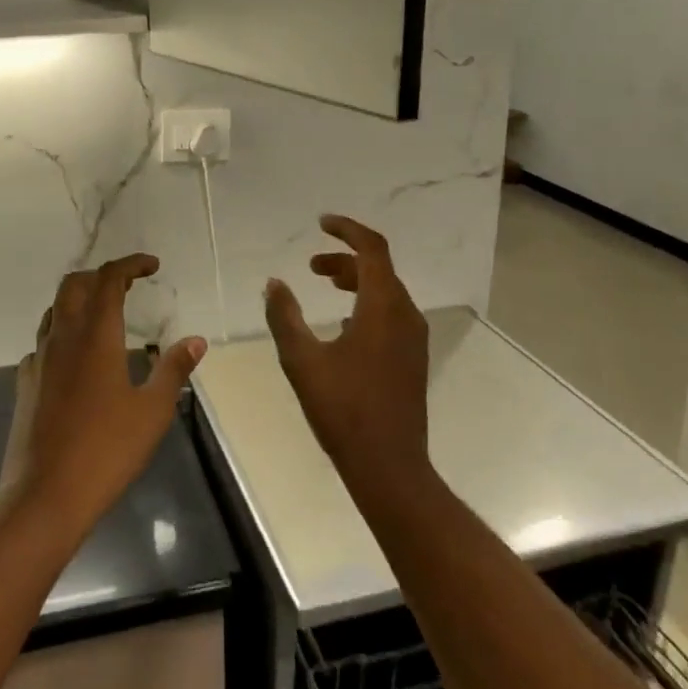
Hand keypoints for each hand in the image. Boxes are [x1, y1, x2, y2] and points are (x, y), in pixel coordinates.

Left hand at [2, 255, 206, 534]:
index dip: (130, 264)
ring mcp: (38, 359)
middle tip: (128, 284)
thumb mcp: (153, 410)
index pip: (109, 279)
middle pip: (74, 284)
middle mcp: (62, 337)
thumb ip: (173, 369)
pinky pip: (43, 342)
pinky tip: (77, 358)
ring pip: (55, 310)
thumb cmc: (107, 450)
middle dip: (101, 275)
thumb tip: (195, 340)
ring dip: (79, 300)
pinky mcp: (25, 383)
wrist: (45, 495)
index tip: (152, 265)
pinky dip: (63, 334)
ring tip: (105, 314)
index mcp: (96, 336)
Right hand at [264, 215, 430, 493]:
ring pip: (386, 292)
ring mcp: (413, 338)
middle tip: (310, 265)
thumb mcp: (302, 360)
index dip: (347, 230)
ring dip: (356, 281)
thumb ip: (285, 317)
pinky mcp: (412, 358)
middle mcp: (405, 315)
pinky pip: (391, 314)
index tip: (321, 223)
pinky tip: (343, 325)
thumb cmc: (343, 410)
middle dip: (344, 259)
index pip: (372, 249)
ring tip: (325, 285)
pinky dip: (366, 304)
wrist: (389, 465)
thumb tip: (274, 283)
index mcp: (383, 308)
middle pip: (379, 269)